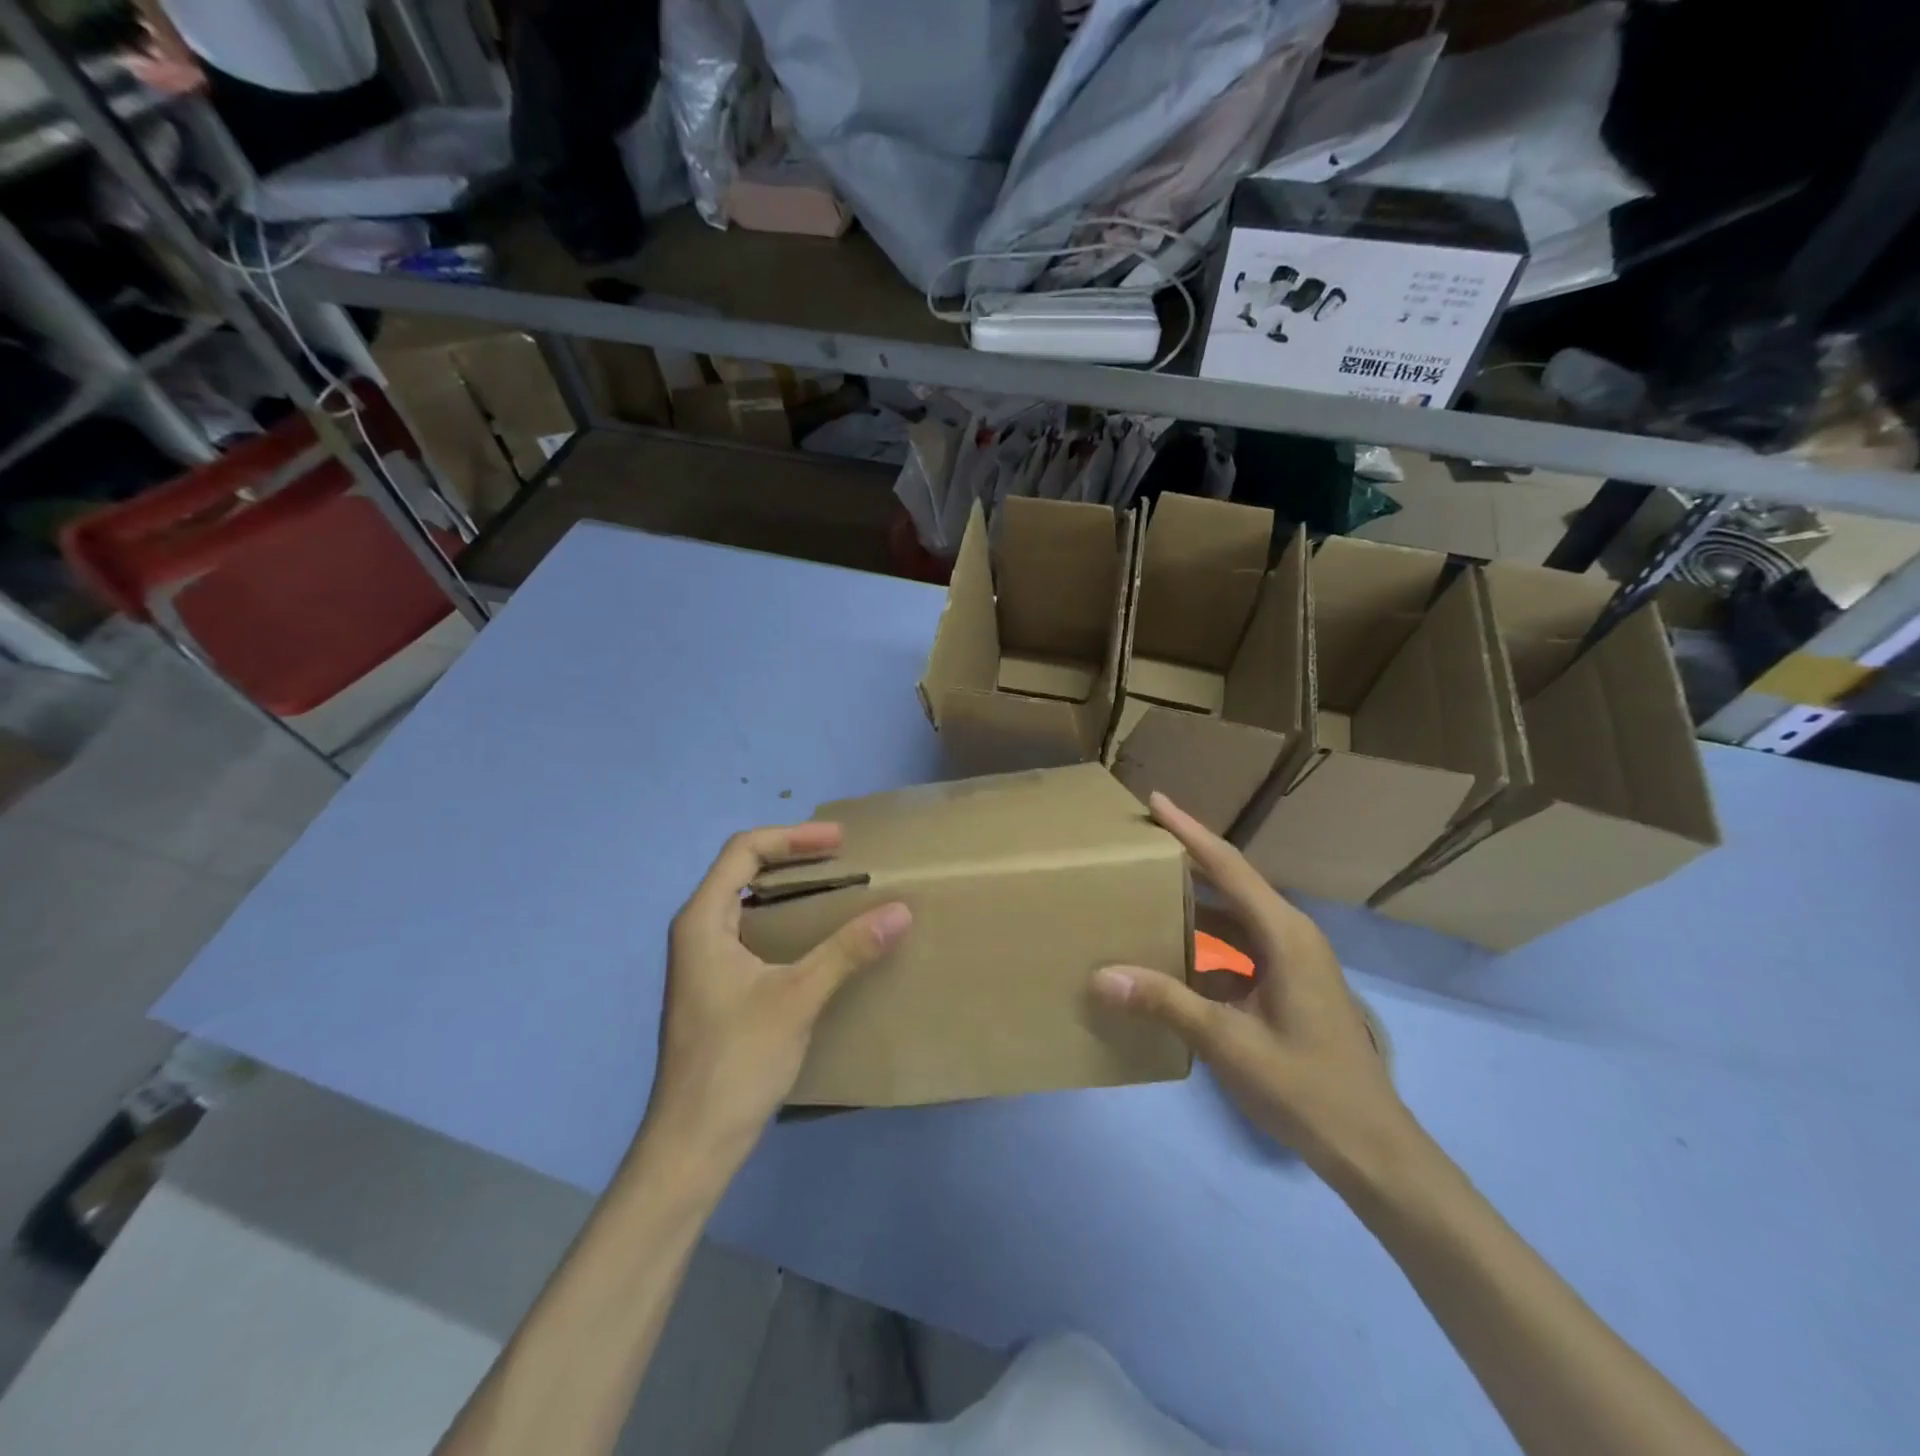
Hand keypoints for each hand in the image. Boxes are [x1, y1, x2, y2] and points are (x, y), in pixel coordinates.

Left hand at [646, 823, 911, 1165]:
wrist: (693, 1143)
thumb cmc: (737, 1060)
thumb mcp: (797, 997)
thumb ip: (847, 950)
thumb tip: (901, 911)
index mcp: (702, 920)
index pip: (744, 851)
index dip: (792, 836)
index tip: (839, 841)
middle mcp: (698, 931)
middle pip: (743, 871)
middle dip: (794, 857)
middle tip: (843, 858)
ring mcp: (705, 962)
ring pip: (748, 904)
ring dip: (791, 890)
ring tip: (837, 889)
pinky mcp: (718, 988)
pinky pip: (753, 934)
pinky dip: (787, 922)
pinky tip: (818, 939)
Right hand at [1092, 794, 1414, 1183]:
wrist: (1371, 1149)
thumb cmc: (1306, 1088)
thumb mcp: (1230, 1042)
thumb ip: (1166, 1002)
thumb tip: (1102, 975)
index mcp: (1284, 935)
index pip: (1228, 867)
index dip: (1189, 831)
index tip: (1155, 801)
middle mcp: (1290, 936)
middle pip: (1231, 884)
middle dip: (1187, 861)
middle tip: (1139, 844)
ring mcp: (1292, 961)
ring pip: (1234, 919)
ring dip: (1194, 906)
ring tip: (1144, 893)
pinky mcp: (1288, 985)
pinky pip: (1238, 949)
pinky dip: (1204, 945)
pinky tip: (1170, 956)